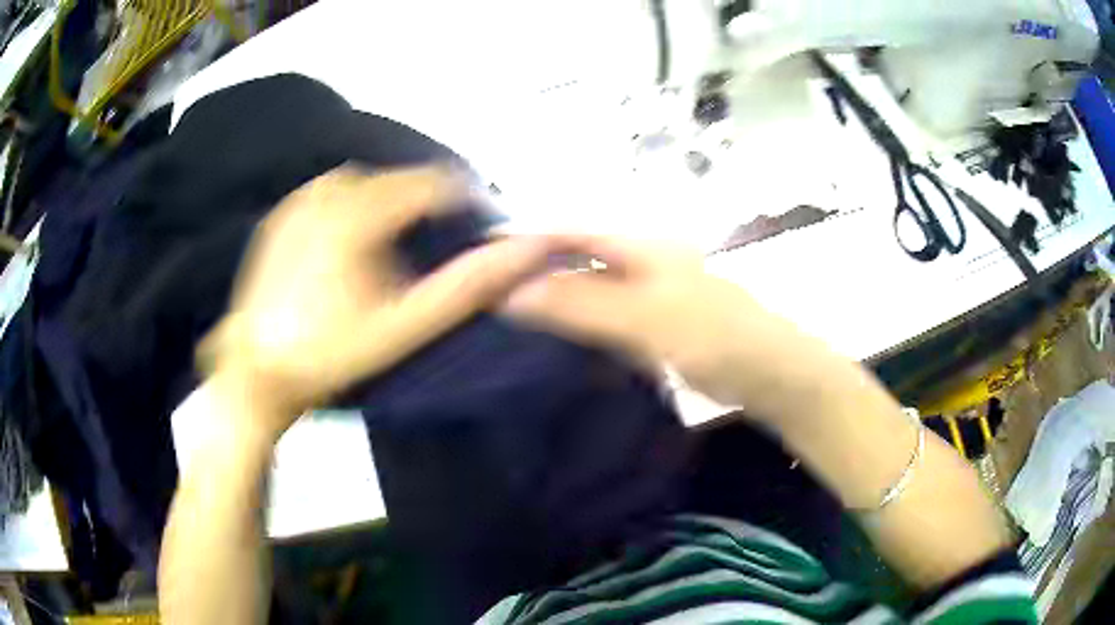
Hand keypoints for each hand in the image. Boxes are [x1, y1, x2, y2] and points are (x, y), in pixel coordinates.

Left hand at [201, 165, 547, 437]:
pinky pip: (330, 193)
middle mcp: (327, 192)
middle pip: (399, 179)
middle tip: (442, 244)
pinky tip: (356, 240)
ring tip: (402, 241)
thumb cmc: (330, 355)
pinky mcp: (281, 218)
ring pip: (365, 182)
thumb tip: (528, 249)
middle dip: (429, 203)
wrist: (254, 375)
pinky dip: (355, 205)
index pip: (433, 182)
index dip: (465, 201)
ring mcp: (298, 202)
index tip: (481, 232)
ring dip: (392, 202)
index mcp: (357, 212)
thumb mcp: (403, 328)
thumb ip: (465, 286)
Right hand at [505, 235, 820, 414]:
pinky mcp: (651, 327)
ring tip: (500, 316)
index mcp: (640, 245)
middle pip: (573, 258)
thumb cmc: (714, 335)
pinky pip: (601, 320)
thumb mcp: (644, 317)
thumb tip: (510, 291)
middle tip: (480, 294)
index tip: (476, 257)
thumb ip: (580, 303)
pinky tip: (547, 343)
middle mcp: (639, 262)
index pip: (569, 230)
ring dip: (550, 300)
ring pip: (585, 290)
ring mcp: (646, 296)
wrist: (769, 375)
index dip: (524, 238)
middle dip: (531, 271)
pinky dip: (573, 326)